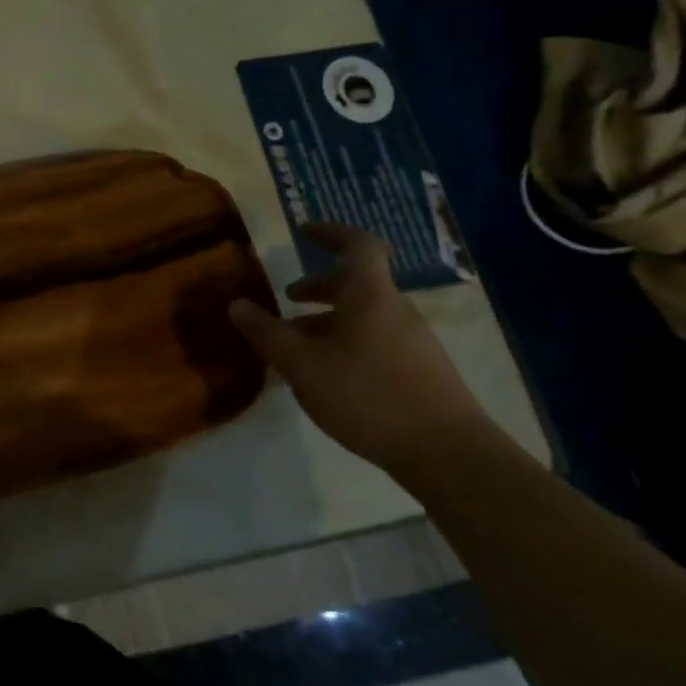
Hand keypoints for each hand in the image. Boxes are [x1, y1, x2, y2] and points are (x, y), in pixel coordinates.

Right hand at [228, 223, 492, 476]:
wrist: (448, 454)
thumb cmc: (368, 395)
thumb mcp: (302, 365)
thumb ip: (267, 333)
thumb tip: (237, 304)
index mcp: (370, 296)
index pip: (357, 245)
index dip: (330, 232)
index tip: (303, 231)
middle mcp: (396, 310)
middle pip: (357, 283)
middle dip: (319, 287)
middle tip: (287, 298)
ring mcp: (413, 341)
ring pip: (364, 315)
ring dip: (328, 320)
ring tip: (297, 346)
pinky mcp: (420, 371)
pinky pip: (375, 340)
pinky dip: (346, 343)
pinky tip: (326, 377)